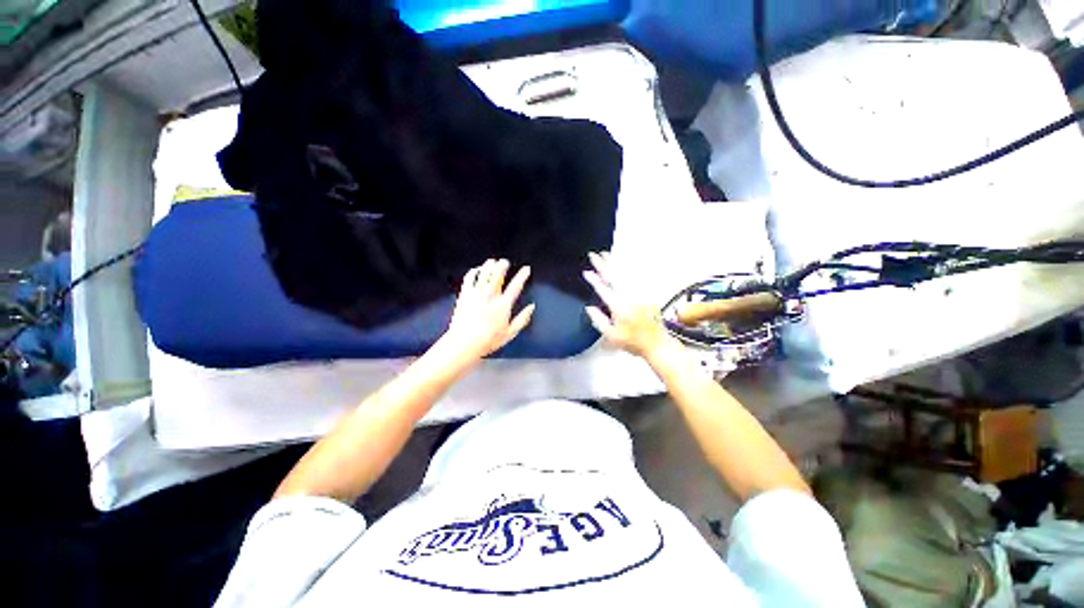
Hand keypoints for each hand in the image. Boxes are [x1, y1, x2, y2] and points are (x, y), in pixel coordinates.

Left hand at [440, 259, 534, 361]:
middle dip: (502, 266)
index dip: (522, 276)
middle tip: (505, 261)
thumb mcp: (510, 333)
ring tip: (492, 261)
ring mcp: (476, 294)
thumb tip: (532, 307)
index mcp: (503, 306)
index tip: (526, 268)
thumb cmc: (489, 341)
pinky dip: (473, 272)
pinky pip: (469, 279)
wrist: (464, 343)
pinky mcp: (464, 295)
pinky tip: (477, 270)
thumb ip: (522, 319)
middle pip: (497, 275)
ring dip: (489, 266)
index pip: (515, 286)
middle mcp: (490, 296)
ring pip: (484, 274)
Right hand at [583, 251, 675, 359]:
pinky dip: (627, 268)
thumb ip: (598, 320)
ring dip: (614, 263)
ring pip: (626, 274)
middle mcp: (630, 297)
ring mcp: (640, 293)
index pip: (604, 290)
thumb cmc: (632, 342)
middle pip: (615, 276)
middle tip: (594, 255)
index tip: (586, 272)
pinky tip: (622, 263)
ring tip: (606, 254)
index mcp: (620, 308)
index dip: (594, 280)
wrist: (657, 344)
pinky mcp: (647, 293)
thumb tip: (589, 307)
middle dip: (603, 265)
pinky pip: (636, 277)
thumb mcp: (611, 336)